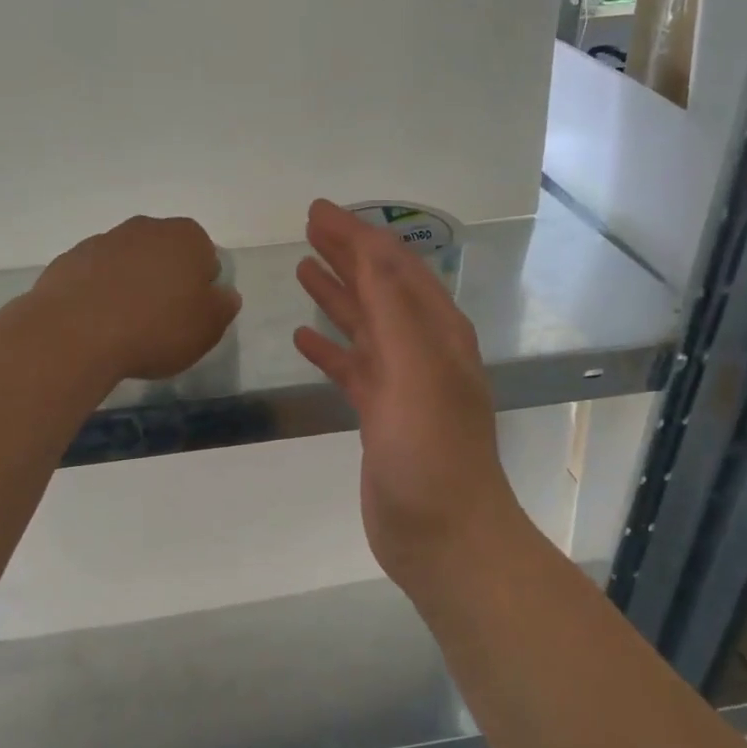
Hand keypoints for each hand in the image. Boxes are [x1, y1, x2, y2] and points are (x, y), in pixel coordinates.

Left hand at [34, 215, 240, 381]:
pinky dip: (98, 293)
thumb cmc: (156, 328)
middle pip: (164, 254)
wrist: (76, 333)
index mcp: (186, 237)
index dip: (201, 287)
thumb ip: (222, 307)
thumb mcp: (208, 328)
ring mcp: (102, 240)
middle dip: (165, 279)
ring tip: (125, 326)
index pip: (205, 256)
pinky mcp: (68, 260)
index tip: (190, 315)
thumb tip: (223, 294)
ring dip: (130, 285)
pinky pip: (94, 276)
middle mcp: (145, 228)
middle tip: (161, 320)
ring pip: (127, 262)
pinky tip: (96, 324)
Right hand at [294, 199, 523, 595]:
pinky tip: (303, 337)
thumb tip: (369, 246)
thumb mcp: (416, 369)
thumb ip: (392, 307)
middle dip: (347, 254)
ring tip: (304, 267)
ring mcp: (400, 384)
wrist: (444, 537)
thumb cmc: (431, 452)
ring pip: (364, 325)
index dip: (358, 234)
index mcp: (436, 332)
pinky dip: (329, 348)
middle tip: (308, 227)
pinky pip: (351, 368)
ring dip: (337, 293)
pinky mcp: (380, 415)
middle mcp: (422, 350)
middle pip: (379, 288)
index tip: (318, 211)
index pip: (394, 266)